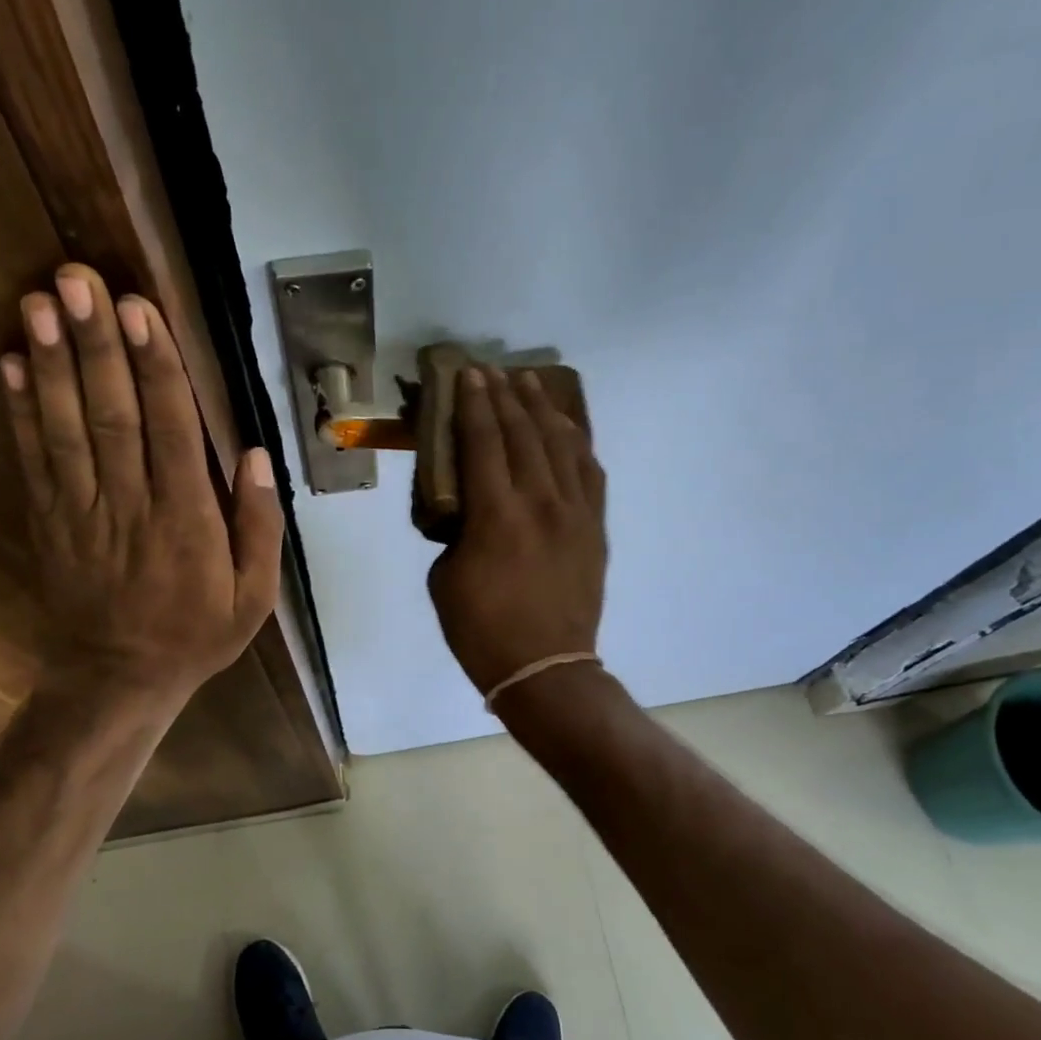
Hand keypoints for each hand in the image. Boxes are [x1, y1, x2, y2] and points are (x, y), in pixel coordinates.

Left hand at [1, 264, 282, 703]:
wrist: (118, 680)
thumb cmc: (196, 635)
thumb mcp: (254, 597)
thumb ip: (260, 527)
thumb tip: (258, 456)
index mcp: (187, 521)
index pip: (170, 431)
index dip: (155, 368)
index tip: (140, 311)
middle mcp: (130, 505)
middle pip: (111, 415)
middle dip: (96, 345)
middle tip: (78, 280)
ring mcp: (81, 512)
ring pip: (66, 429)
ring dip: (51, 364)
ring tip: (38, 302)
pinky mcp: (48, 522)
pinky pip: (33, 461)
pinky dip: (19, 411)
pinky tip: (9, 363)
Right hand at [428, 367, 606, 696]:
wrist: (545, 668)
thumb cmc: (481, 630)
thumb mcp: (445, 578)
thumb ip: (456, 532)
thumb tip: (469, 509)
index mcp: (496, 515)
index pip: (483, 442)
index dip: (474, 405)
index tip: (468, 375)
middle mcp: (539, 502)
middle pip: (523, 434)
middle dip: (505, 397)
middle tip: (493, 371)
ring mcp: (574, 513)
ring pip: (561, 445)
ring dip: (542, 410)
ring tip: (530, 384)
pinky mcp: (595, 528)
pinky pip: (590, 474)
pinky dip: (577, 444)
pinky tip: (567, 429)